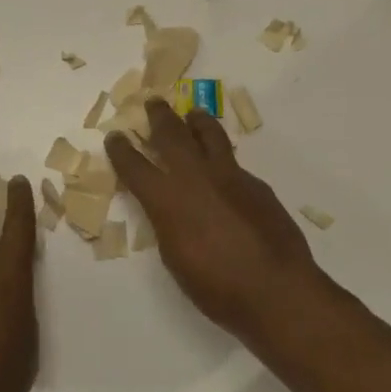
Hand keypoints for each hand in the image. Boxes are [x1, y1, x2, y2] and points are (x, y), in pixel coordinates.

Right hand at [107, 100, 335, 343]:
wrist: (275, 289)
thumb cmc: (216, 287)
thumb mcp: (175, 257)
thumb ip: (167, 223)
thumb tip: (170, 208)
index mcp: (166, 199)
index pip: (134, 166)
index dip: (121, 149)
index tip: (114, 136)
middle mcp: (194, 177)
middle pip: (171, 134)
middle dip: (159, 116)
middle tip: (153, 102)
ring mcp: (229, 175)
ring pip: (209, 135)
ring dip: (197, 121)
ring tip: (193, 113)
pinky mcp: (256, 183)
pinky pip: (234, 162)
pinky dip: (223, 158)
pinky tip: (224, 169)